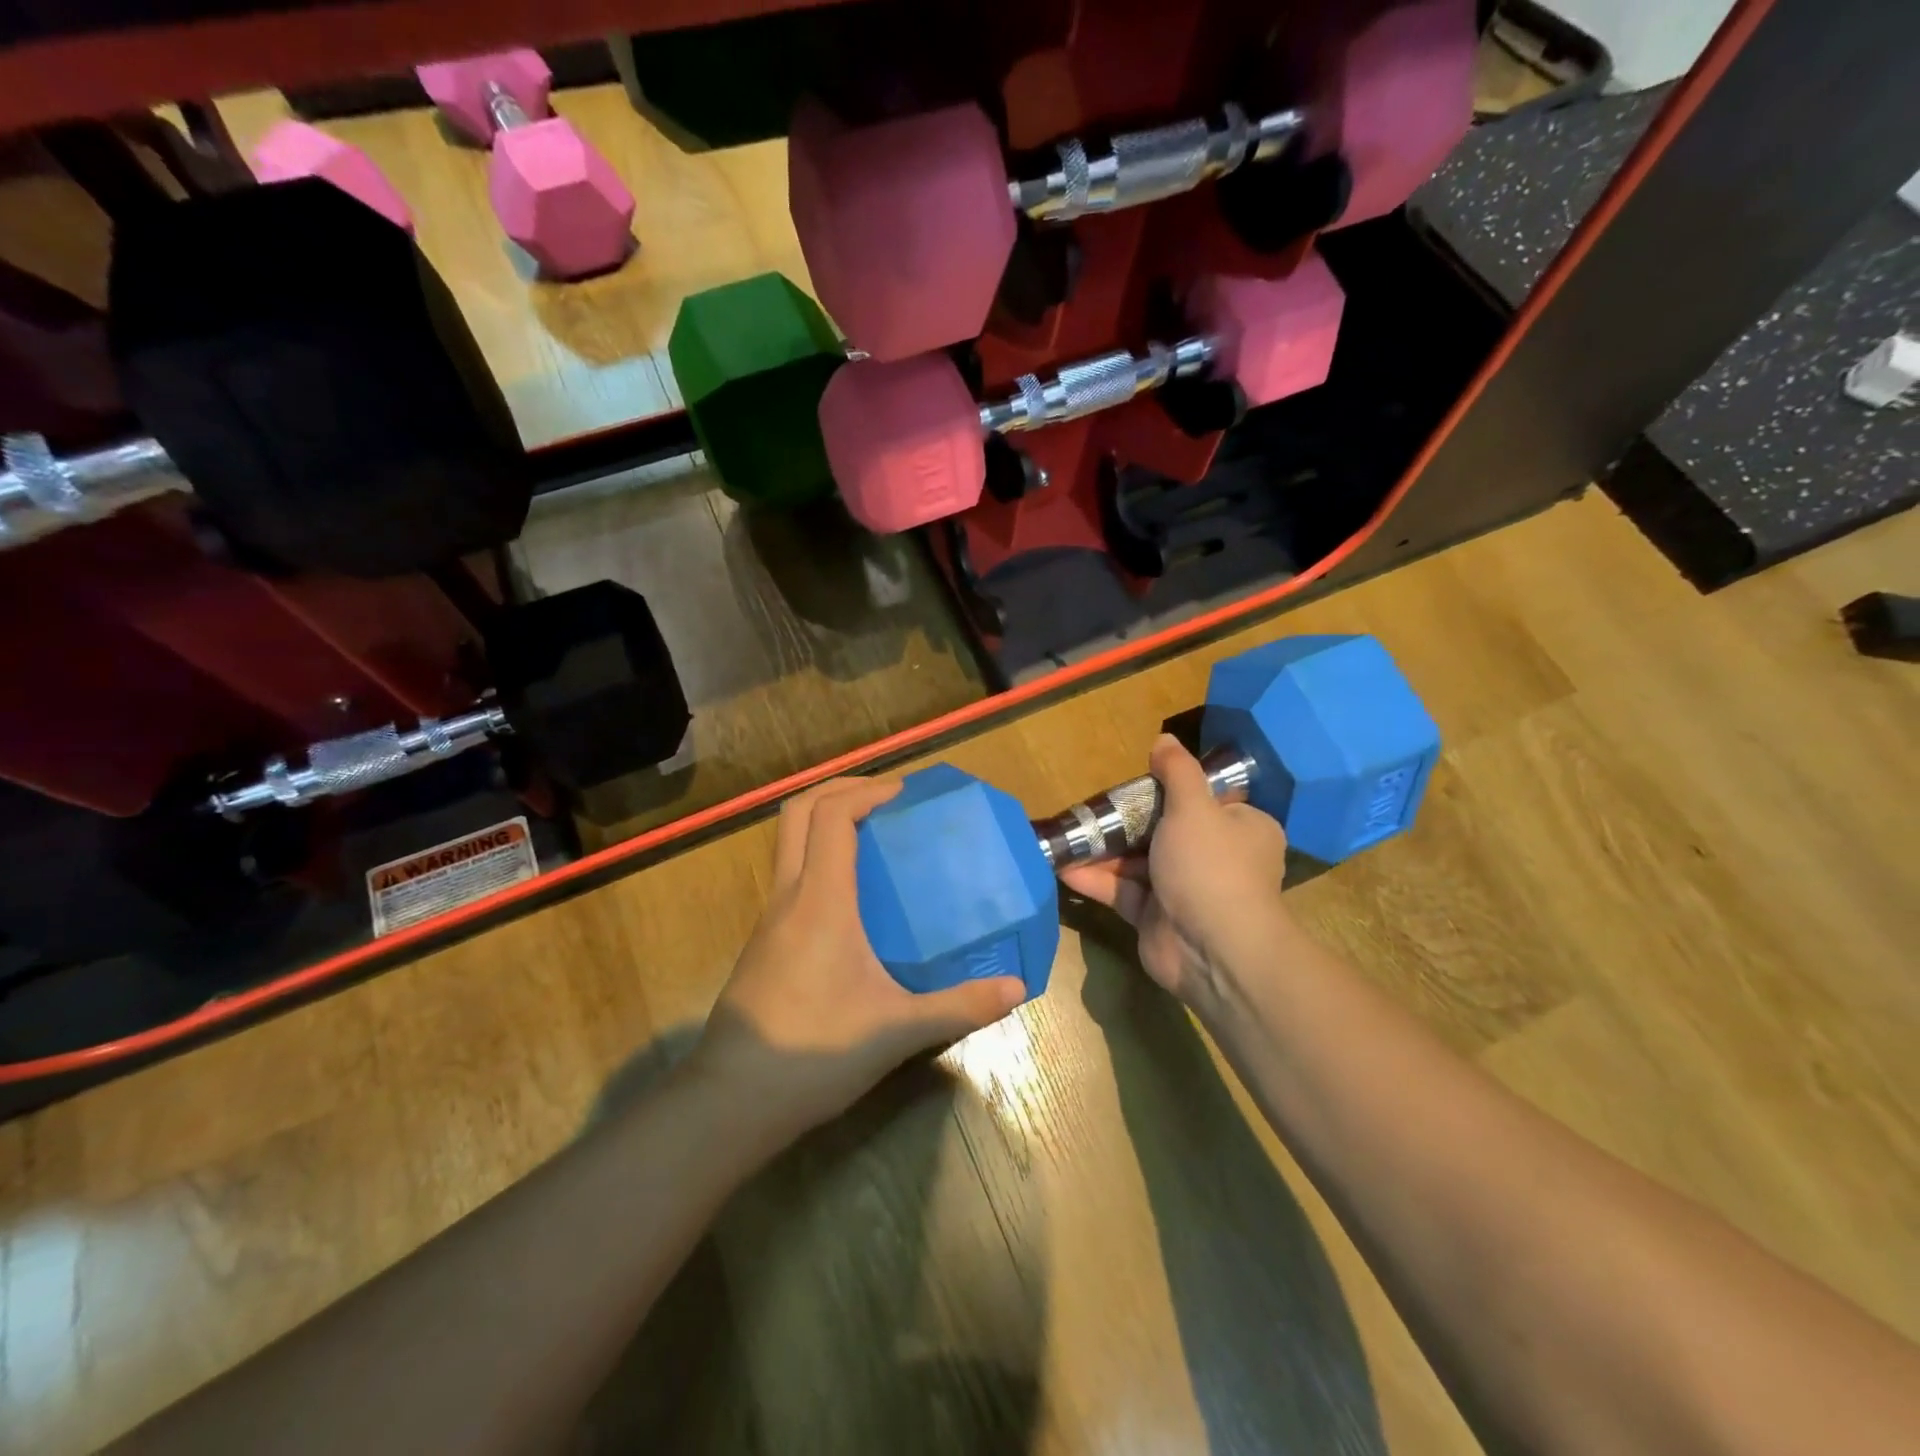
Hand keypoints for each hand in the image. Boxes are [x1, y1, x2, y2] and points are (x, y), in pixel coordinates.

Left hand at [686, 776, 1025, 1146]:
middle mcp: (788, 896)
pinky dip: (819, 858)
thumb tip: (1017, 987)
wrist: (732, 1101)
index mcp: (819, 901)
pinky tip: (854, 898)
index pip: (831, 816)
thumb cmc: (814, 1053)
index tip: (905, 794)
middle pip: (797, 812)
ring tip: (876, 837)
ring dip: (826, 822)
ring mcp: (769, 918)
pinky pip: (790, 875)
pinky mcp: (764, 941)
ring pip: (789, 843)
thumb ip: (958, 1006)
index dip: (866, 791)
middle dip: (840, 790)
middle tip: (886, 798)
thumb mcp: (897, 1029)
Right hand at [1059, 735, 1290, 1005]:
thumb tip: (1164, 740)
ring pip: (1138, 862)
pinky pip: (1123, 891)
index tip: (1138, 782)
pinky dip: (1097, 880)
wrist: (1212, 949)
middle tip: (1091, 809)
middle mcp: (1215, 858)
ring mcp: (1184, 890)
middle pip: (1164, 830)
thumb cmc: (1210, 865)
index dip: (1171, 790)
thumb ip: (1177, 772)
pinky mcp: (1156, 917)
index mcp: (1240, 828)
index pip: (1206, 801)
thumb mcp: (1195, 807)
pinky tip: (1063, 868)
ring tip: (1068, 836)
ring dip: (1104, 850)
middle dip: (1125, 821)